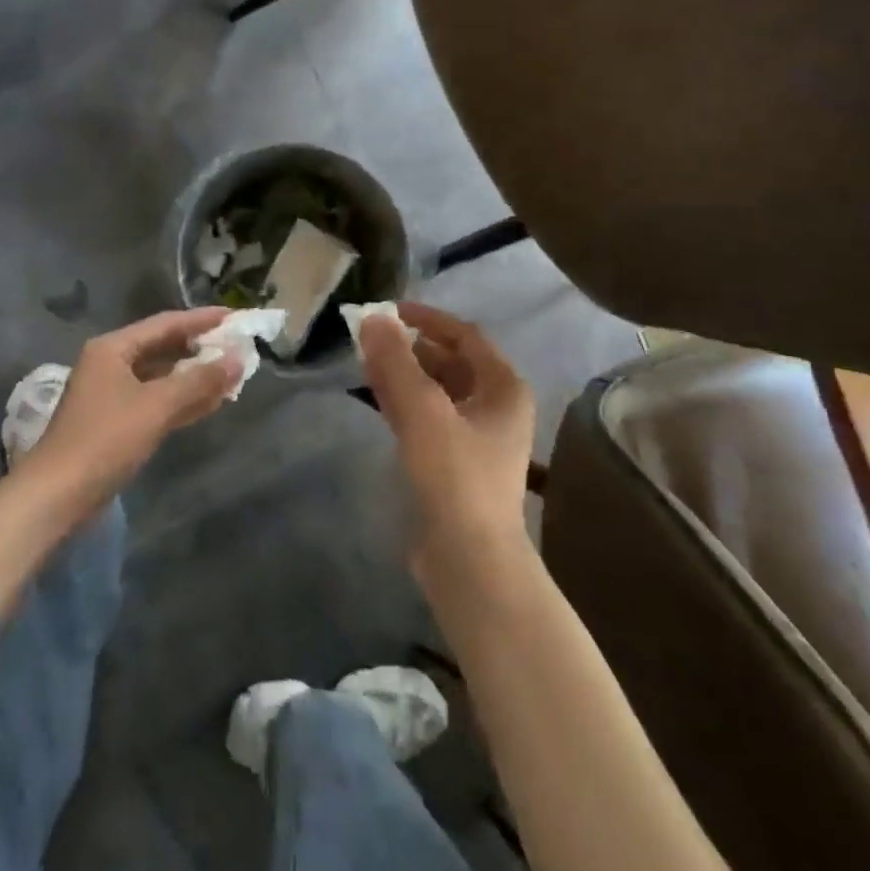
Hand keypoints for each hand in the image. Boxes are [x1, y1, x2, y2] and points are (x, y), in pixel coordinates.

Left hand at [21, 308, 240, 513]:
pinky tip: (212, 403)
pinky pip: (158, 401)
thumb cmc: (105, 439)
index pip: (166, 323)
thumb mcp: (156, 405)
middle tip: (239, 348)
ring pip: (163, 378)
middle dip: (201, 350)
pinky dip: (183, 400)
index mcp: (113, 348)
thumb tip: (238, 358)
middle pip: (164, 348)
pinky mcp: (117, 423)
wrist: (58, 495)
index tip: (236, 317)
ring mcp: (113, 395)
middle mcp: (111, 364)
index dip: (203, 320)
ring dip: (196, 378)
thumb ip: (199, 380)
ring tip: (234, 376)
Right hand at [360, 303, 535, 576]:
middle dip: (411, 347)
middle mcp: (494, 407)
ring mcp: (475, 438)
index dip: (428, 319)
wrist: (469, 560)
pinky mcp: (453, 464)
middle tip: (371, 338)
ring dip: (404, 373)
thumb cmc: (455, 477)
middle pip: (450, 362)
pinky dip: (403, 402)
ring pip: (436, 391)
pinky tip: (376, 394)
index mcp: (503, 388)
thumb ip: (396, 361)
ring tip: (366, 360)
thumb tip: (373, 318)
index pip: (465, 336)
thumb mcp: (423, 411)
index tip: (390, 310)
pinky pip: (427, 418)